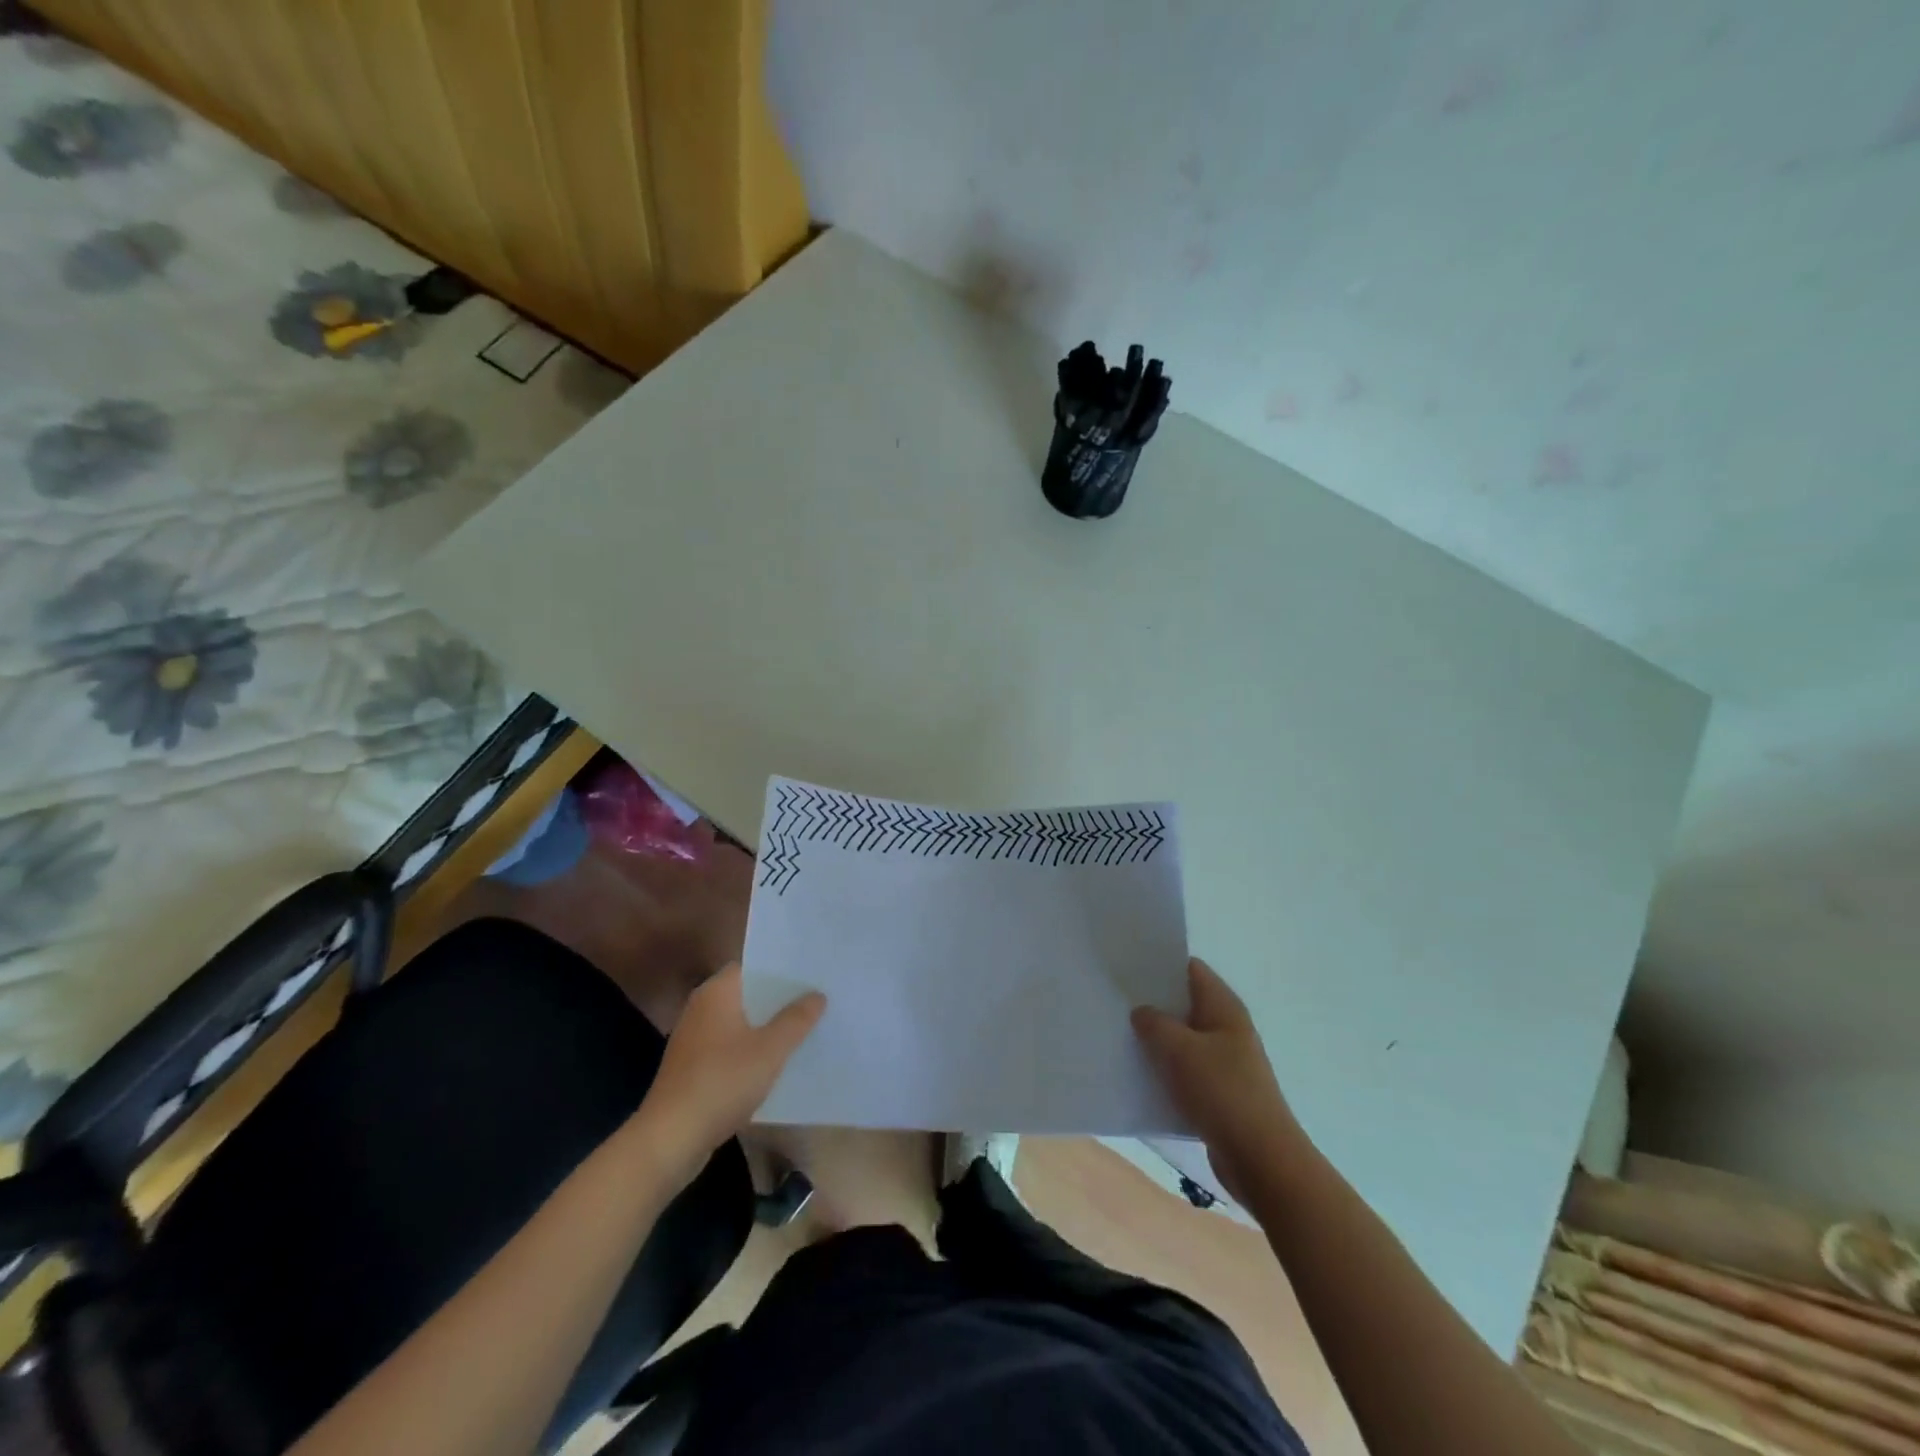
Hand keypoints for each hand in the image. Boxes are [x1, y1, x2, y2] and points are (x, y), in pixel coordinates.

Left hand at [633, 963, 825, 1183]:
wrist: (671, 1139)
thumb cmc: (722, 1082)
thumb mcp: (770, 1050)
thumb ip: (796, 1019)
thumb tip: (817, 995)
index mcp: (716, 992)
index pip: (753, 966)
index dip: (782, 969)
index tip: (812, 974)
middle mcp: (702, 1008)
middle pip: (748, 994)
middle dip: (779, 999)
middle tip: (817, 999)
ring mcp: (694, 1039)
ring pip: (740, 1022)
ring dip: (767, 1027)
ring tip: (804, 1029)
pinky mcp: (693, 1067)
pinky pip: (730, 1047)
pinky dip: (752, 1049)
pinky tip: (776, 1062)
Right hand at [1132, 958, 1307, 1205]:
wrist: (1261, 1159)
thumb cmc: (1222, 1092)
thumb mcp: (1179, 1049)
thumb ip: (1154, 1023)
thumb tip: (1141, 1011)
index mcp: (1224, 1008)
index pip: (1191, 969)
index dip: (1160, 964)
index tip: (1126, 966)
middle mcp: (1227, 1029)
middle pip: (1185, 1004)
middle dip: (1153, 1002)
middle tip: (1114, 1000)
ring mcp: (1226, 1062)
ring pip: (1183, 1039)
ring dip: (1156, 1039)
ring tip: (1119, 1035)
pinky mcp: (1219, 1093)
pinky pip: (1186, 1071)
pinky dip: (1165, 1070)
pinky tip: (1138, 1074)